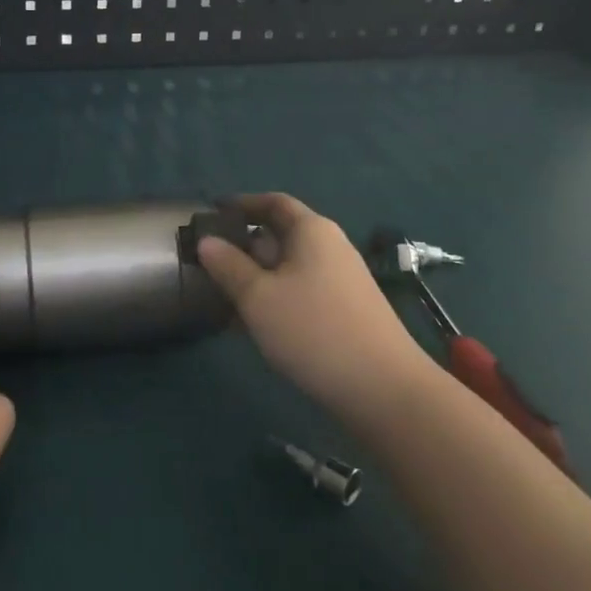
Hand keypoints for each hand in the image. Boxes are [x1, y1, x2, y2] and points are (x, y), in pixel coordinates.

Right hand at [197, 194, 431, 422]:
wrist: (383, 388)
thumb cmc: (313, 330)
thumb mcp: (258, 297)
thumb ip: (228, 266)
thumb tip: (207, 241)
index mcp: (312, 231)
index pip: (274, 203)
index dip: (242, 204)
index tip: (212, 214)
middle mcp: (329, 247)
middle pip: (280, 236)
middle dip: (243, 248)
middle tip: (207, 265)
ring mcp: (340, 281)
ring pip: (288, 269)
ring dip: (256, 279)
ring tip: (221, 299)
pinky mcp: (345, 311)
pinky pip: (301, 293)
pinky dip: (274, 300)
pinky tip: (252, 326)